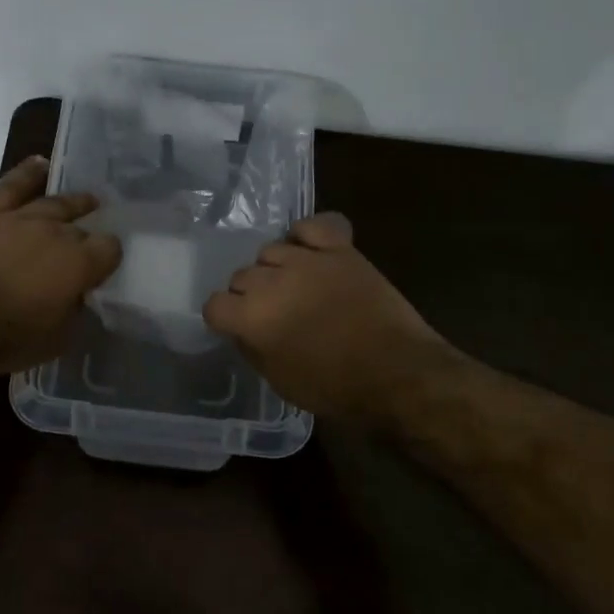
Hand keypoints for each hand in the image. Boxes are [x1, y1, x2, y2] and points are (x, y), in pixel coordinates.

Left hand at [0, 156, 122, 374]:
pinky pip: (12, 186)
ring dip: (73, 202)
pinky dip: (27, 173)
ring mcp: (20, 218)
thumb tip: (78, 296)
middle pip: (82, 227)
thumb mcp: (57, 340)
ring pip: (54, 202)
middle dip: (88, 236)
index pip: (110, 249)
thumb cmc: (5, 339)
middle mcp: (55, 232)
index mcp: (78, 263)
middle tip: (89, 244)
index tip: (102, 270)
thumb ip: (75, 312)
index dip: (109, 259)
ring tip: (86, 200)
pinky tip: (40, 164)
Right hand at [202, 213, 449, 422]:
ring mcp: (307, 259)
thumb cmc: (335, 387)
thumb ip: (253, 348)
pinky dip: (307, 235)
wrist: (398, 373)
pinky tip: (311, 252)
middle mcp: (272, 280)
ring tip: (295, 286)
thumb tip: (243, 330)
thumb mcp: (280, 381)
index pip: (215, 304)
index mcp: (252, 316)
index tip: (238, 328)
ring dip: (276, 269)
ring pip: (271, 250)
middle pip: (242, 276)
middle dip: (250, 295)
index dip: (225, 318)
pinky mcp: (340, 250)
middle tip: (273, 314)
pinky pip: (313, 226)